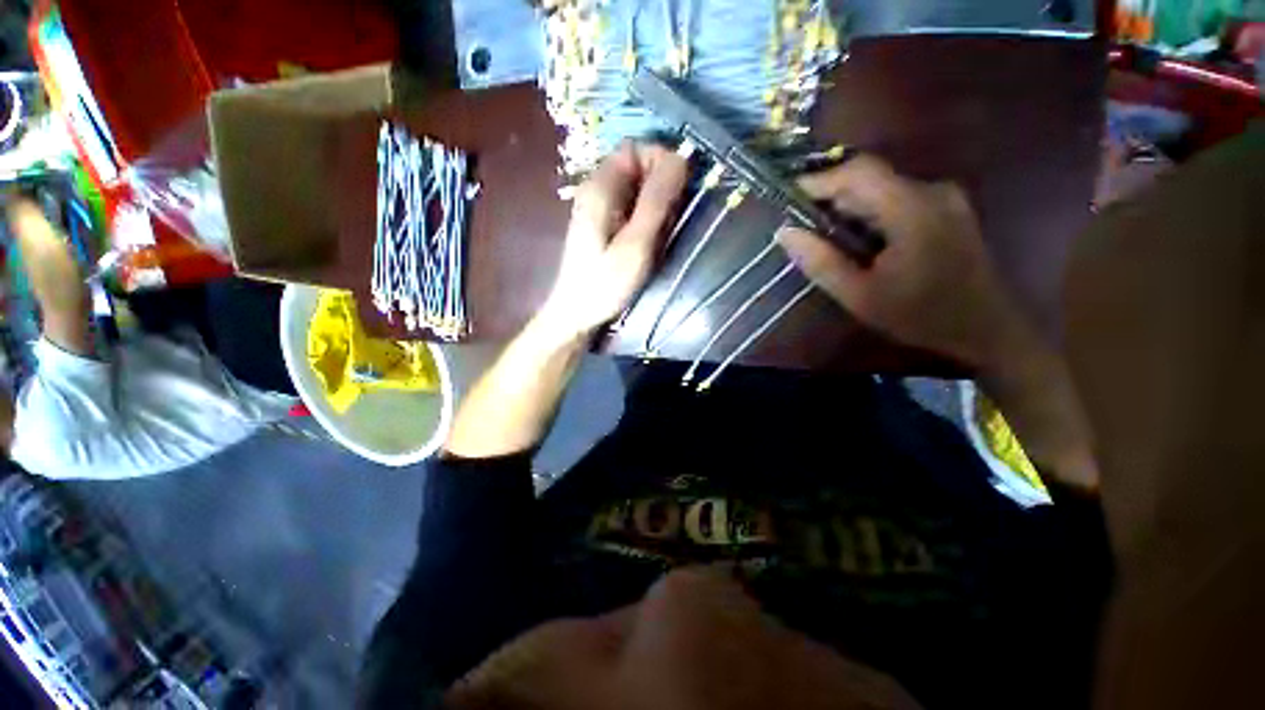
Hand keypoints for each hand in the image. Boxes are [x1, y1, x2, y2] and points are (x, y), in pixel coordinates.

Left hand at [538, 141, 687, 338]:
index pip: (637, 148)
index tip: (680, 191)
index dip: (663, 161)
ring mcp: (599, 208)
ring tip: (660, 236)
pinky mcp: (603, 225)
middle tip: (670, 221)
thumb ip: (657, 201)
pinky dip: (647, 219)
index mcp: (601, 187)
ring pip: (638, 189)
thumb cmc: (606, 283)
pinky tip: (650, 242)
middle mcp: (597, 189)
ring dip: (657, 206)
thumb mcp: (636, 244)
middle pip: (638, 167)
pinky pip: (632, 208)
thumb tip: (681, 158)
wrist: (578, 313)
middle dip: (662, 187)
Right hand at [778, 156, 1023, 369]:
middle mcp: (932, 191)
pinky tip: (860, 242)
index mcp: (912, 209)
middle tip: (804, 227)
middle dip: (831, 198)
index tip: (788, 198)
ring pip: (882, 189)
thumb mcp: (859, 295)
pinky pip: (898, 199)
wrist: (985, 327)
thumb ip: (820, 262)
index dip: (819, 179)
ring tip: (827, 239)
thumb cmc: (920, 314)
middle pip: (870, 179)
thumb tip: (785, 232)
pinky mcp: (948, 208)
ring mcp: (944, 198)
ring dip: (850, 208)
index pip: (858, 172)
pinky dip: (870, 214)